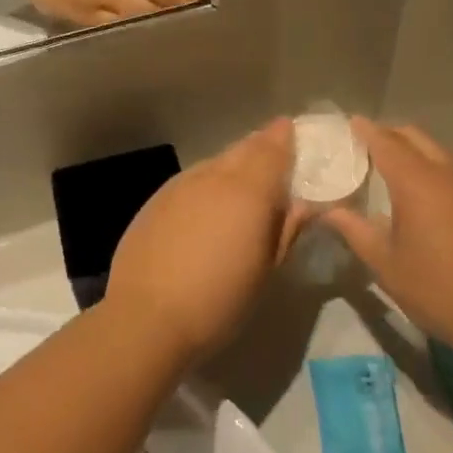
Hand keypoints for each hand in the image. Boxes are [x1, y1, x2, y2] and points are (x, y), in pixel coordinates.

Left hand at [105, 120, 307, 361]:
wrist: (146, 318)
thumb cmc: (220, 300)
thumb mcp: (266, 269)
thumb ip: (287, 228)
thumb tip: (306, 204)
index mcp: (248, 189)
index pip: (273, 146)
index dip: (286, 137)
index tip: (296, 134)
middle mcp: (214, 176)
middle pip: (243, 148)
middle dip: (262, 147)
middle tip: (276, 159)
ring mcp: (180, 185)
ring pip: (215, 162)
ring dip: (234, 166)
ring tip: (243, 187)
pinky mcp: (156, 200)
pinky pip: (192, 180)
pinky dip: (208, 183)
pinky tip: (207, 209)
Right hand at [325, 119, 452, 362]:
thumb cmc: (439, 289)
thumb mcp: (386, 264)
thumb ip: (355, 230)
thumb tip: (327, 211)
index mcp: (418, 182)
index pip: (385, 142)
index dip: (365, 130)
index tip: (350, 123)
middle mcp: (449, 172)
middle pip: (416, 138)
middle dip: (391, 135)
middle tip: (367, 147)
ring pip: (441, 153)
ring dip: (417, 153)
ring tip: (396, 173)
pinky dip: (438, 172)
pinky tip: (431, 198)